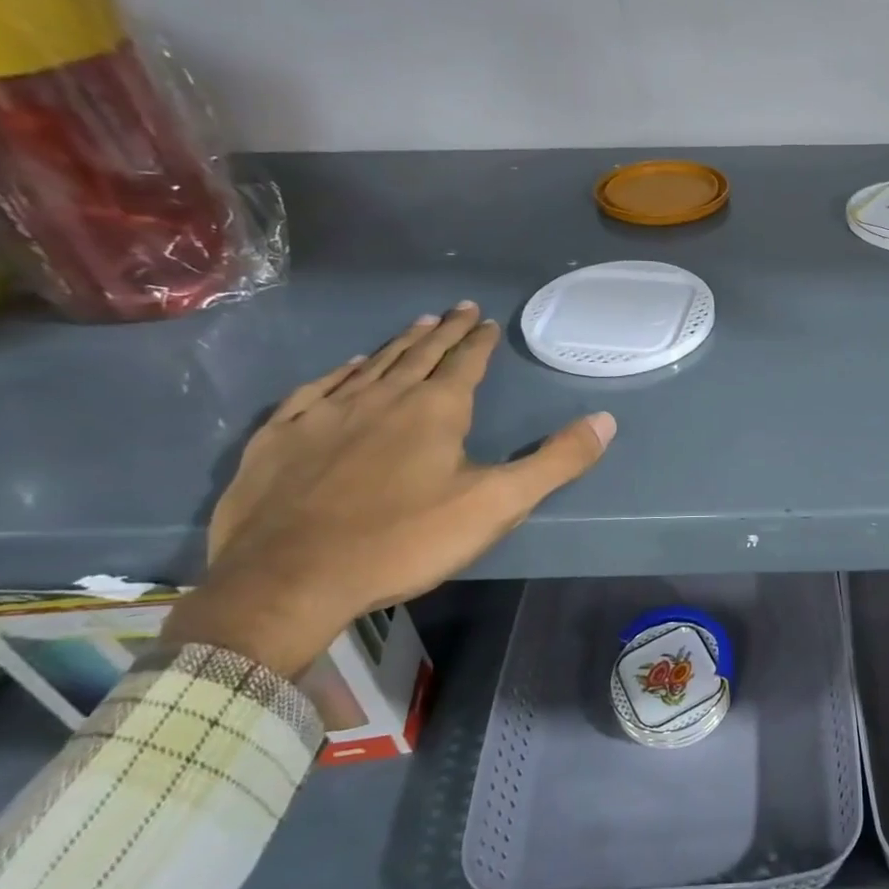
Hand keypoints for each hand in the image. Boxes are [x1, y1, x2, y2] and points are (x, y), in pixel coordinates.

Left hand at [163, 303, 614, 675]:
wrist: (289, 580)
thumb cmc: (403, 541)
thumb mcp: (496, 505)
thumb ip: (555, 462)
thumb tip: (606, 420)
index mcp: (435, 410)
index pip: (464, 362)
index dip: (479, 340)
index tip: (486, 319)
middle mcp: (383, 398)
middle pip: (419, 354)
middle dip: (443, 331)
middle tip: (458, 308)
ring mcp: (327, 414)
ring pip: (371, 366)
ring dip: (398, 344)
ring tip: (416, 324)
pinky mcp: (283, 437)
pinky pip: (317, 390)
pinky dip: (339, 373)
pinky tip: (346, 368)